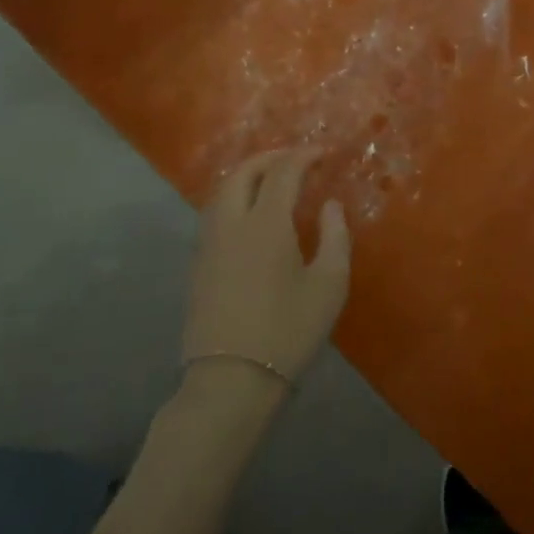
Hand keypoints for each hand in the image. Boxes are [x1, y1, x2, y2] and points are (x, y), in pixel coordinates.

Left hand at [182, 149, 350, 383]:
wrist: (231, 381)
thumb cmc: (288, 331)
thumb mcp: (329, 284)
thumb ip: (335, 236)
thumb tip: (330, 205)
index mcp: (265, 224)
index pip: (282, 172)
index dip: (303, 156)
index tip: (321, 153)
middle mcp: (231, 225)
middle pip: (242, 174)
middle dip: (269, 158)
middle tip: (294, 159)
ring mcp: (209, 246)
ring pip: (222, 193)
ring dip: (247, 177)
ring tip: (271, 181)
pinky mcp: (199, 267)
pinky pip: (215, 215)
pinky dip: (234, 199)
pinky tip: (251, 216)